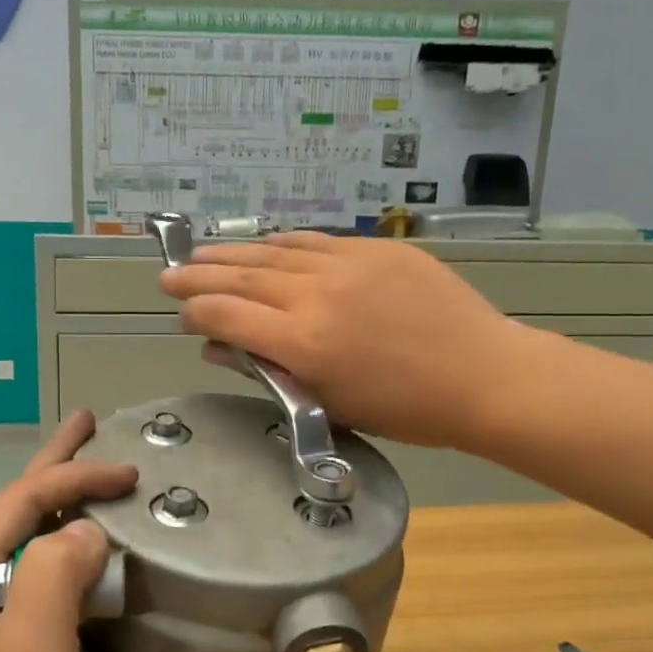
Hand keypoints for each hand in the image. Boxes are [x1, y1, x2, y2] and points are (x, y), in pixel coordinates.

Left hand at [0, 410, 137, 651]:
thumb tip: (88, 531)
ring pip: (22, 537)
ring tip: (87, 465)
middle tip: (88, 422)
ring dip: (58, 501)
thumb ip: (58, 571)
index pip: (19, 502)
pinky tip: (81, 536)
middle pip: (12, 507)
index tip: (129, 472)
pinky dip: (60, 545)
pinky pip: (30, 571)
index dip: (74, 478)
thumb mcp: (37, 648)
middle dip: (54, 465)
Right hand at [158, 232, 519, 450]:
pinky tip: (264, 243)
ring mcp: (348, 265)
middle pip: (242, 277)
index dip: (195, 312)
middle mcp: (316, 295)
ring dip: (233, 253)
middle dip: (199, 275)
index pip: (227, 315)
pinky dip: (282, 243)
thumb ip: (270, 370)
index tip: (181, 314)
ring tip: (202, 253)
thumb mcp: (330, 404)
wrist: (484, 377)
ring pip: (275, 252)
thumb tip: (222, 348)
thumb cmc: (405, 410)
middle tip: (168, 272)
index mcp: (303, 343)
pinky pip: (316, 241)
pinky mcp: (377, 249)